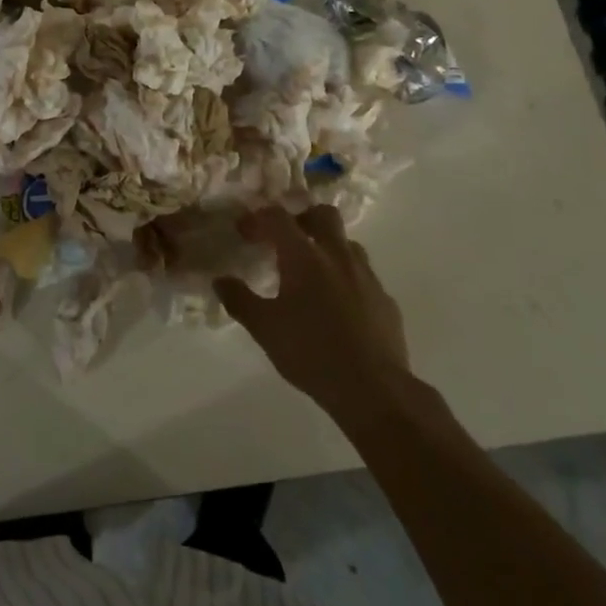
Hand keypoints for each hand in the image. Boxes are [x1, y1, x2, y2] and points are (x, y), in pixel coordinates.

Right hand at [217, 206, 410, 417]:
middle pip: (323, 214)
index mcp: (304, 257)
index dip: (257, 218)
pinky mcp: (386, 300)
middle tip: (284, 239)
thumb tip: (220, 280)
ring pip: (347, 243)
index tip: (244, 233)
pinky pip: (363, 275)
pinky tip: (337, 306)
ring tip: (311, 272)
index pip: (278, 217)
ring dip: (327, 247)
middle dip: (302, 218)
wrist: (374, 390)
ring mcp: (367, 277)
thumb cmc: (311, 353)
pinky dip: (346, 278)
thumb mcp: (264, 328)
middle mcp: (338, 257)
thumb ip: (239, 300)